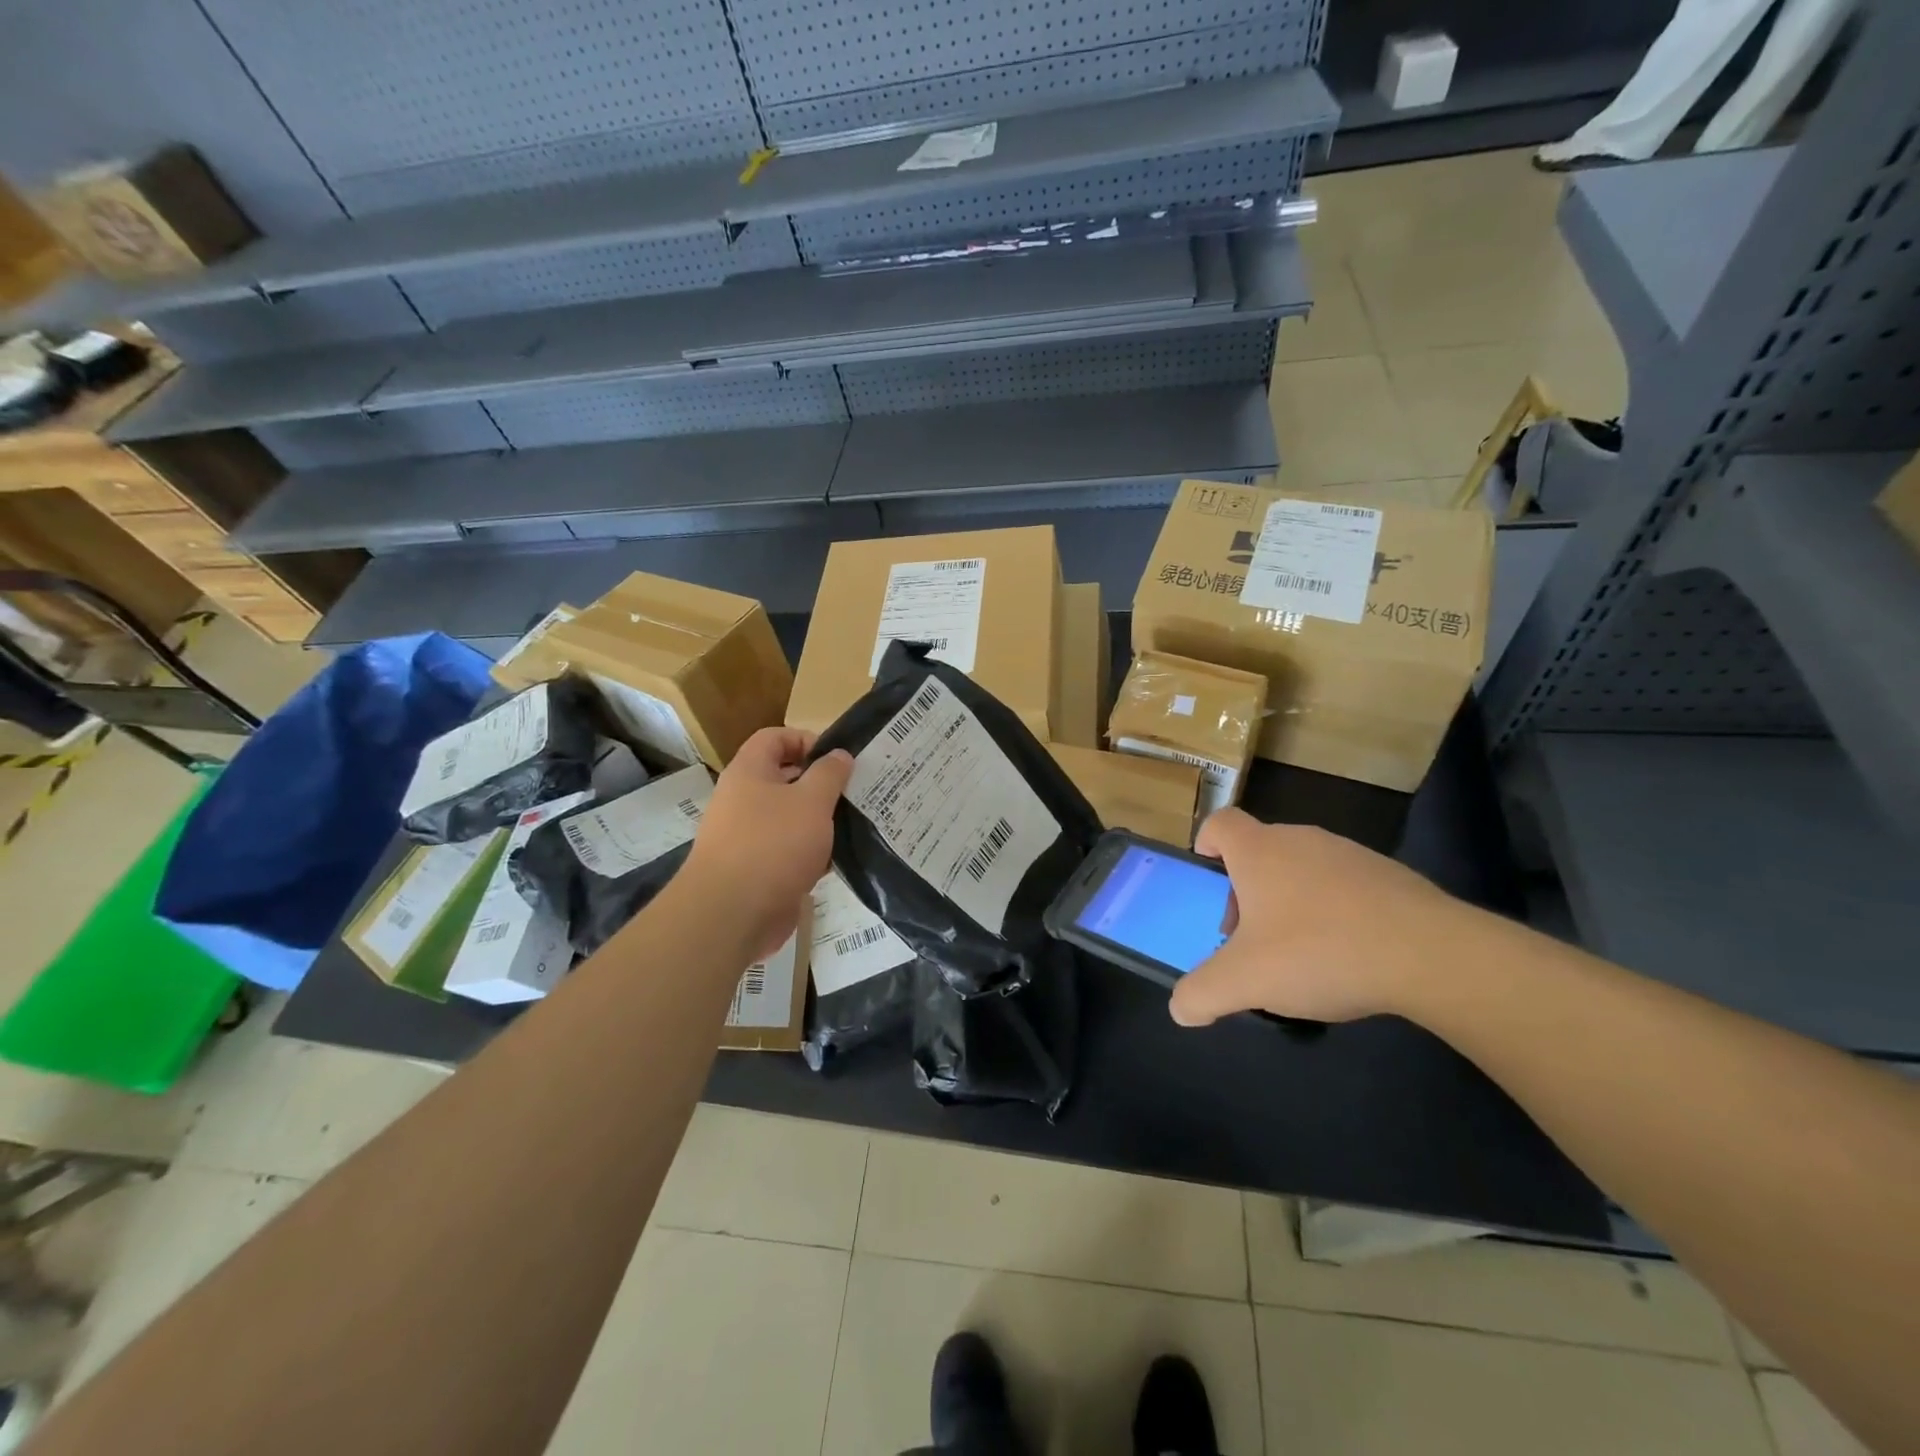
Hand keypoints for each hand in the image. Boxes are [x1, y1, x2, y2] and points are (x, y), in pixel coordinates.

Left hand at [683, 728, 852, 958]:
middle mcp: (744, 799)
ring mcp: (748, 836)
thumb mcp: (812, 800)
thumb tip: (839, 754)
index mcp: (750, 772)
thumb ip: (830, 774)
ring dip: (820, 822)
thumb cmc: (773, 844)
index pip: (775, 738)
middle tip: (856, 791)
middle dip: (821, 784)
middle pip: (785, 778)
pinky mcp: (758, 869)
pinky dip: (811, 854)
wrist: (732, 914)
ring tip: (856, 825)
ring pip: (791, 818)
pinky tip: (837, 861)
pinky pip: (789, 851)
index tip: (838, 759)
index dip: (806, 739)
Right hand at [1168, 808, 1466, 1027]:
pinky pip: (1344, 887)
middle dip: (1246, 891)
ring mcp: (1349, 854)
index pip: (1220, 823)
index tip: (1208, 869)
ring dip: (1290, 902)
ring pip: (1303, 869)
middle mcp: (1301, 840)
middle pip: (1260, 852)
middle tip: (1249, 937)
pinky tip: (1348, 954)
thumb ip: (1202, 993)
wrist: (1431, 954)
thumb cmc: (1319, 951)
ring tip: (1300, 952)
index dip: (1207, 841)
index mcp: (1260, 852)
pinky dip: (1334, 911)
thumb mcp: (1245, 981)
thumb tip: (1180, 1009)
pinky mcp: (1389, 876)